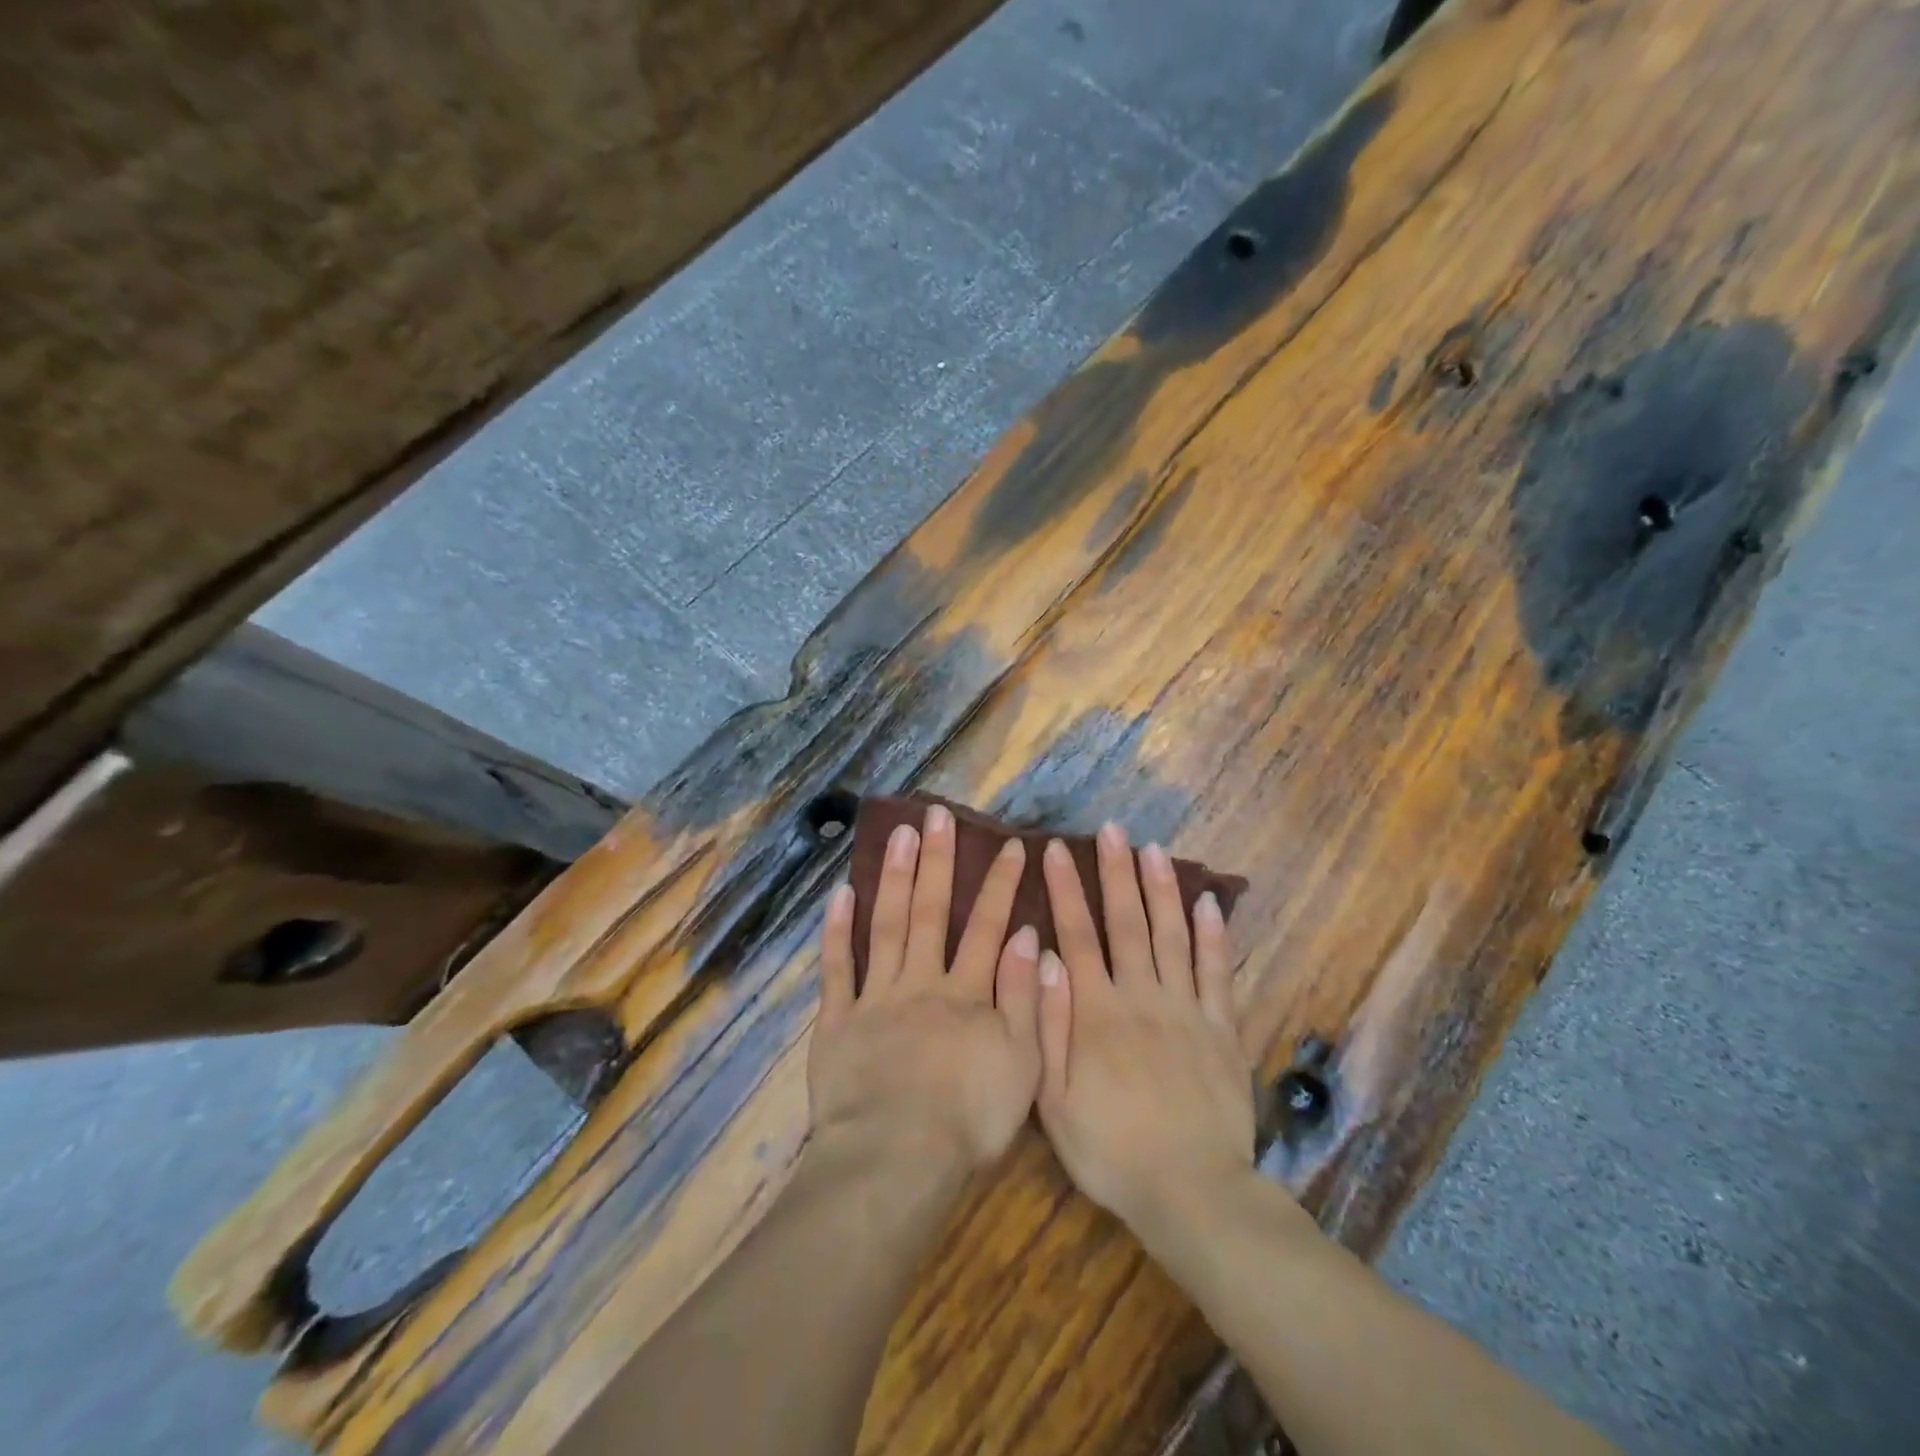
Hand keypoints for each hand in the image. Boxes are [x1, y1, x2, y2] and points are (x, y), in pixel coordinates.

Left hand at [811, 803, 1041, 1175]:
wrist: (895, 1159)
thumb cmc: (968, 1119)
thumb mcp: (1022, 1064)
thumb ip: (1023, 997)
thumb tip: (1025, 935)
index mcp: (966, 994)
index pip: (987, 926)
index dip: (999, 884)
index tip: (1009, 844)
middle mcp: (921, 982)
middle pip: (930, 912)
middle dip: (937, 861)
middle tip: (936, 814)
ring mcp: (875, 998)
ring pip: (886, 926)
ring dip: (893, 877)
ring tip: (898, 833)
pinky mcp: (838, 1021)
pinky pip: (837, 969)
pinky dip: (838, 930)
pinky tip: (841, 893)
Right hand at [1035, 824, 1255, 1237]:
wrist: (1190, 1192)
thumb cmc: (1110, 1149)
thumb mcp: (1054, 1098)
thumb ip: (1046, 1023)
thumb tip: (1042, 956)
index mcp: (1096, 1010)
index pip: (1077, 934)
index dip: (1065, 889)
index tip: (1054, 849)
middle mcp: (1141, 995)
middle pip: (1127, 922)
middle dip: (1115, 872)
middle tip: (1111, 830)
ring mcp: (1186, 1009)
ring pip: (1172, 935)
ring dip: (1161, 889)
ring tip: (1154, 850)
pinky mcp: (1222, 1028)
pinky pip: (1218, 972)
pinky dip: (1214, 935)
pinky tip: (1208, 902)